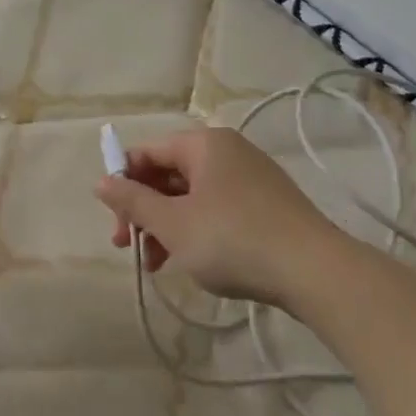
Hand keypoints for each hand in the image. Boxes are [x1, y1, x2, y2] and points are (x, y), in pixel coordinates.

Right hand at [94, 125, 340, 308]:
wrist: (313, 270)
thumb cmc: (232, 240)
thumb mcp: (173, 224)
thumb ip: (133, 201)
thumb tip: (101, 182)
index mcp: (204, 144)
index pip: (147, 152)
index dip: (123, 183)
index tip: (115, 221)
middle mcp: (228, 152)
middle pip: (168, 174)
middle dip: (144, 211)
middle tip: (128, 247)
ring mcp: (251, 177)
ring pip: (191, 196)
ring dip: (166, 226)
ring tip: (156, 265)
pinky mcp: (267, 204)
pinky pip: (217, 209)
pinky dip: (195, 230)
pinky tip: (190, 260)